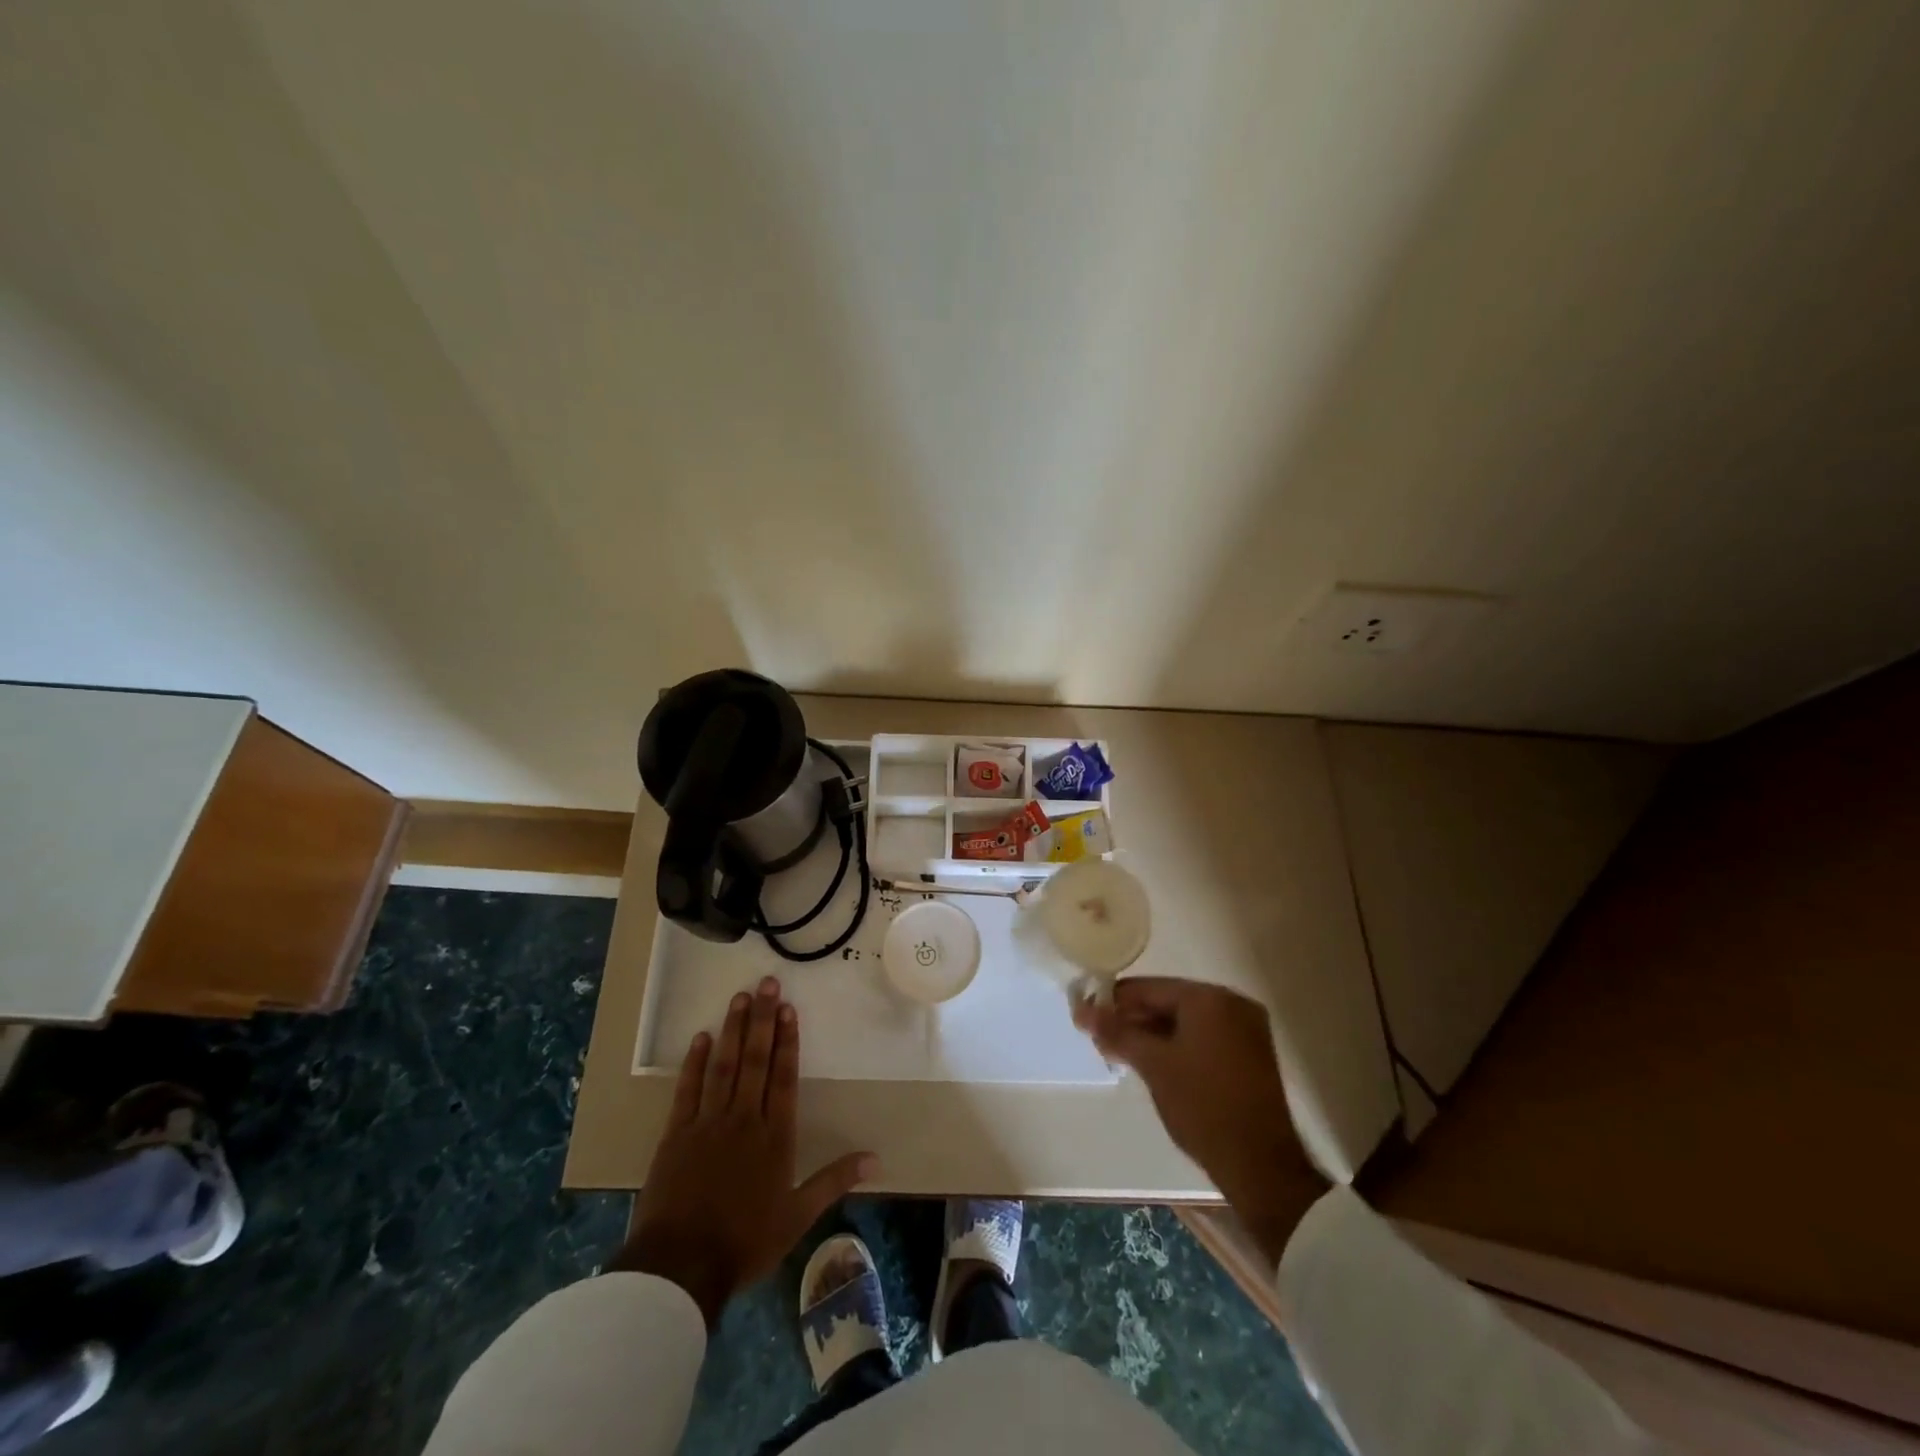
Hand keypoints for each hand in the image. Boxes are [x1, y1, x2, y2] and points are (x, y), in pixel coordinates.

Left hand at [613, 976, 875, 1327]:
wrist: (680, 1267)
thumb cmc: (745, 1242)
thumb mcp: (798, 1217)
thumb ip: (834, 1181)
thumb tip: (876, 1159)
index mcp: (775, 1137)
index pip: (784, 1077)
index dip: (788, 1041)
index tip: (789, 1008)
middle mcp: (743, 1119)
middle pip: (756, 1060)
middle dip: (763, 1019)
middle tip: (767, 983)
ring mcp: (707, 1123)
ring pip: (724, 1066)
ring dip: (733, 1030)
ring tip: (740, 997)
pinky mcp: (676, 1134)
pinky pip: (687, 1090)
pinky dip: (694, 1063)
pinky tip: (701, 1037)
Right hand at [1075, 978, 1326, 1263]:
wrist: (1260, 1166)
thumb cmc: (1203, 1105)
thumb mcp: (1153, 1065)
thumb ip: (1117, 1032)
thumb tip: (1083, 1010)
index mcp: (1210, 998)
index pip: (1149, 988)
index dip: (1113, 1002)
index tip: (1084, 1016)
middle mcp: (1232, 1004)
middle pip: (1168, 1001)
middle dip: (1132, 1020)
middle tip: (1098, 1040)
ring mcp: (1245, 1030)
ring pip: (1185, 1022)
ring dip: (1151, 1035)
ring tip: (1118, 1054)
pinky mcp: (1249, 1055)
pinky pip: (1203, 1038)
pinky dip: (1176, 1046)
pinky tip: (1152, 1064)